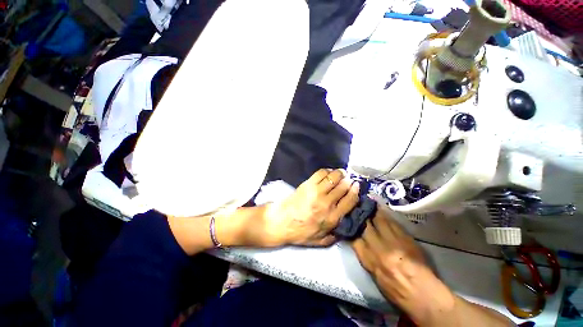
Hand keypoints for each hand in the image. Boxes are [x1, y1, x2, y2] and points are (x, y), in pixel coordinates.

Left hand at [261, 169, 359, 246]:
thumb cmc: (300, 233)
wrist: (281, 222)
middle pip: (343, 186)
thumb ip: (335, 236)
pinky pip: (321, 173)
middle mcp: (327, 203)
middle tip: (349, 178)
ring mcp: (317, 192)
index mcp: (333, 218)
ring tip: (340, 173)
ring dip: (339, 173)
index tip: (356, 185)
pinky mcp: (308, 184)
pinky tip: (328, 172)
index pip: (350, 200)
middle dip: (348, 181)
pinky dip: (327, 171)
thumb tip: (345, 226)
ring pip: (334, 177)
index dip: (355, 191)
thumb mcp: (320, 241)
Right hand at [351, 209, 452, 323]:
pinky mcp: (405, 238)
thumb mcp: (374, 276)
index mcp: (369, 260)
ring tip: (367, 202)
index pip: (354, 238)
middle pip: (365, 226)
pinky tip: (380, 208)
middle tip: (356, 206)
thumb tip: (358, 242)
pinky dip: (385, 215)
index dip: (351, 228)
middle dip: (360, 216)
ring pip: (379, 220)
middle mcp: (378, 248)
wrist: (423, 295)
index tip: (349, 220)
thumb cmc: (396, 291)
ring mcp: (393, 241)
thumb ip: (365, 256)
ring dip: (372, 211)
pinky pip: (392, 222)